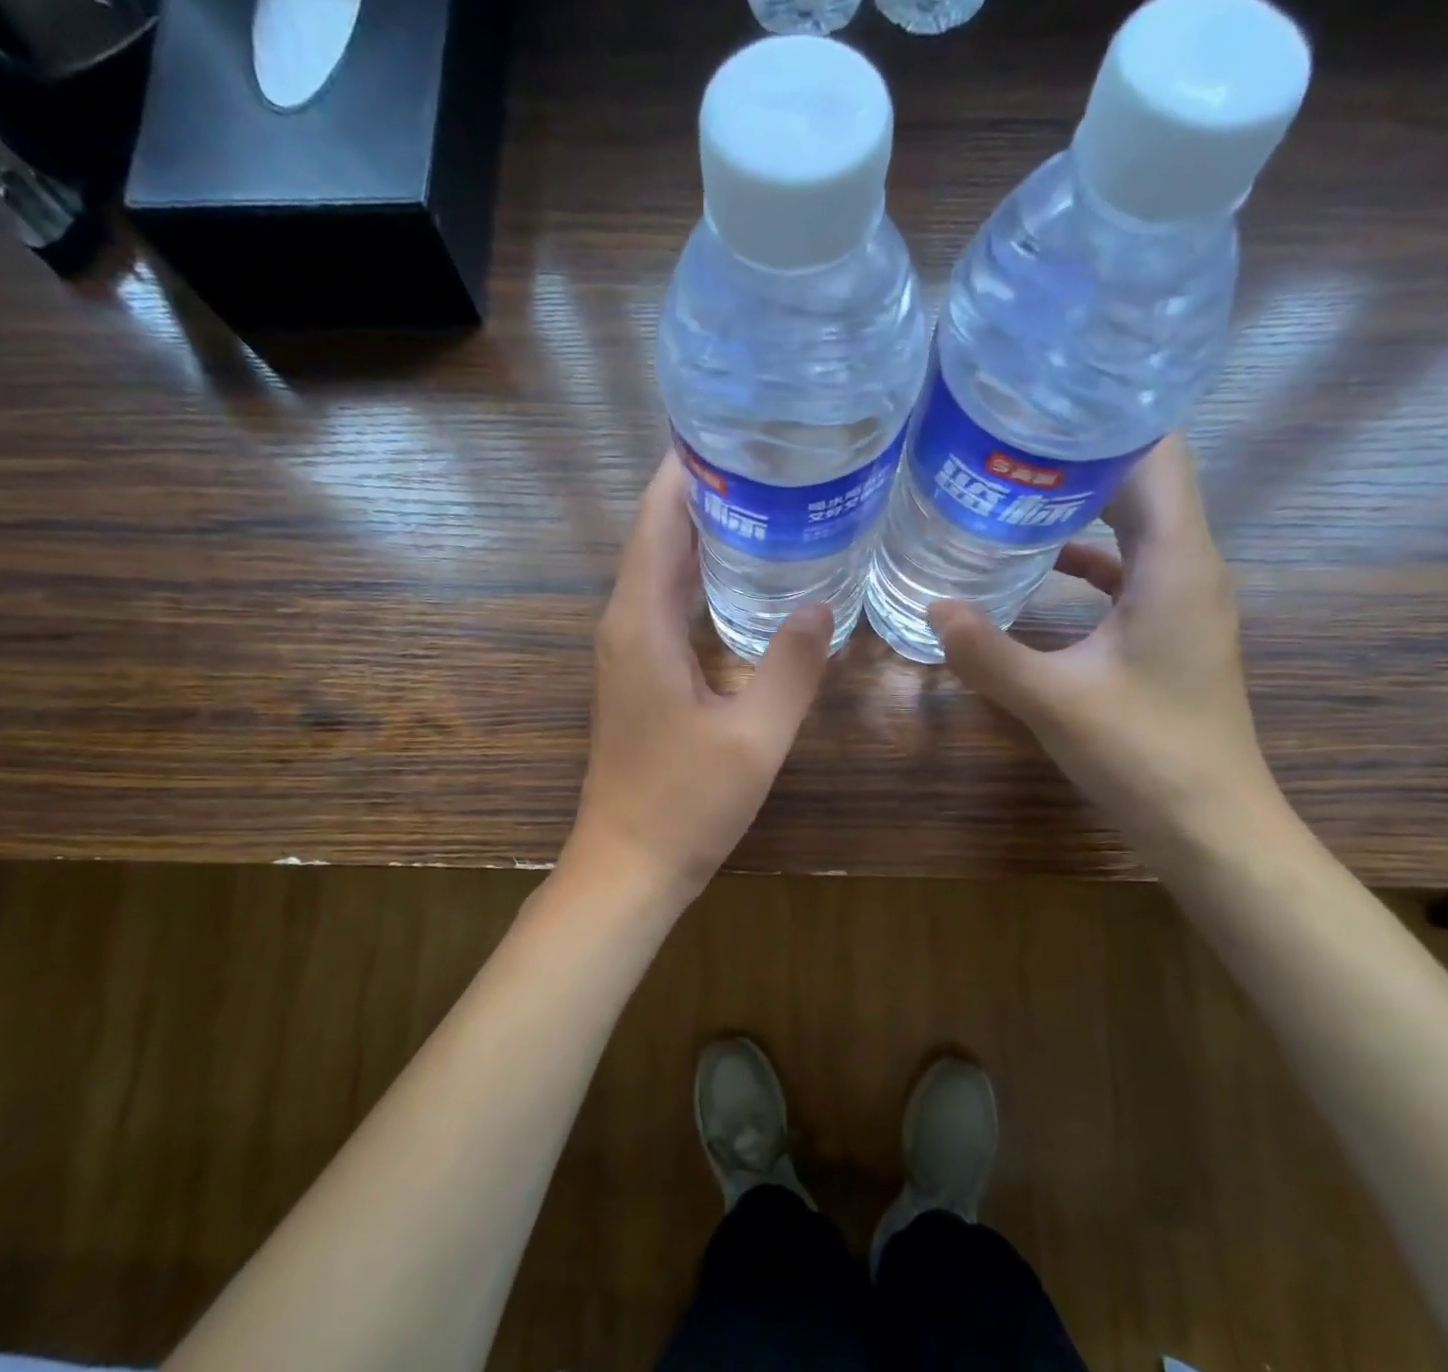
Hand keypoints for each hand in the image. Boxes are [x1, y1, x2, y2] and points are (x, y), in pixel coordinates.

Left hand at [566, 451, 833, 904]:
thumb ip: (790, 667)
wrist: (630, 864)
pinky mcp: (638, 676)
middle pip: (657, 538)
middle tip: (768, 460)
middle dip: (703, 493)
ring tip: (763, 501)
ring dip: (700, 534)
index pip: (658, 523)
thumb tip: (822, 604)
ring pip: (660, 571)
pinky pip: (664, 605)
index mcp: (642, 624)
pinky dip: (697, 577)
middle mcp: (625, 625)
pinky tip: (740, 578)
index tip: (732, 431)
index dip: (687, 472)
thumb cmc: (687, 803)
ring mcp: (627, 652)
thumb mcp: (754, 737)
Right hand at [930, 434, 1281, 863]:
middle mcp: (1189, 567)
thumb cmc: (1144, 753)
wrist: (1208, 823)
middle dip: (1077, 458)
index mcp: (1175, 563)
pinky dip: (1087, 557)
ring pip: (1135, 526)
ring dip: (1081, 506)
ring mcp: (1183, 600)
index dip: (1102, 421)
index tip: (1036, 407)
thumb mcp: (1053, 700)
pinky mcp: (1169, 630)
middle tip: (1003, 444)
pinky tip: (1037, 566)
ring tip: (1011, 491)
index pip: (1155, 454)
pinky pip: (1128, 570)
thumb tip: (932, 605)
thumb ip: (988, 651)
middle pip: (1142, 482)